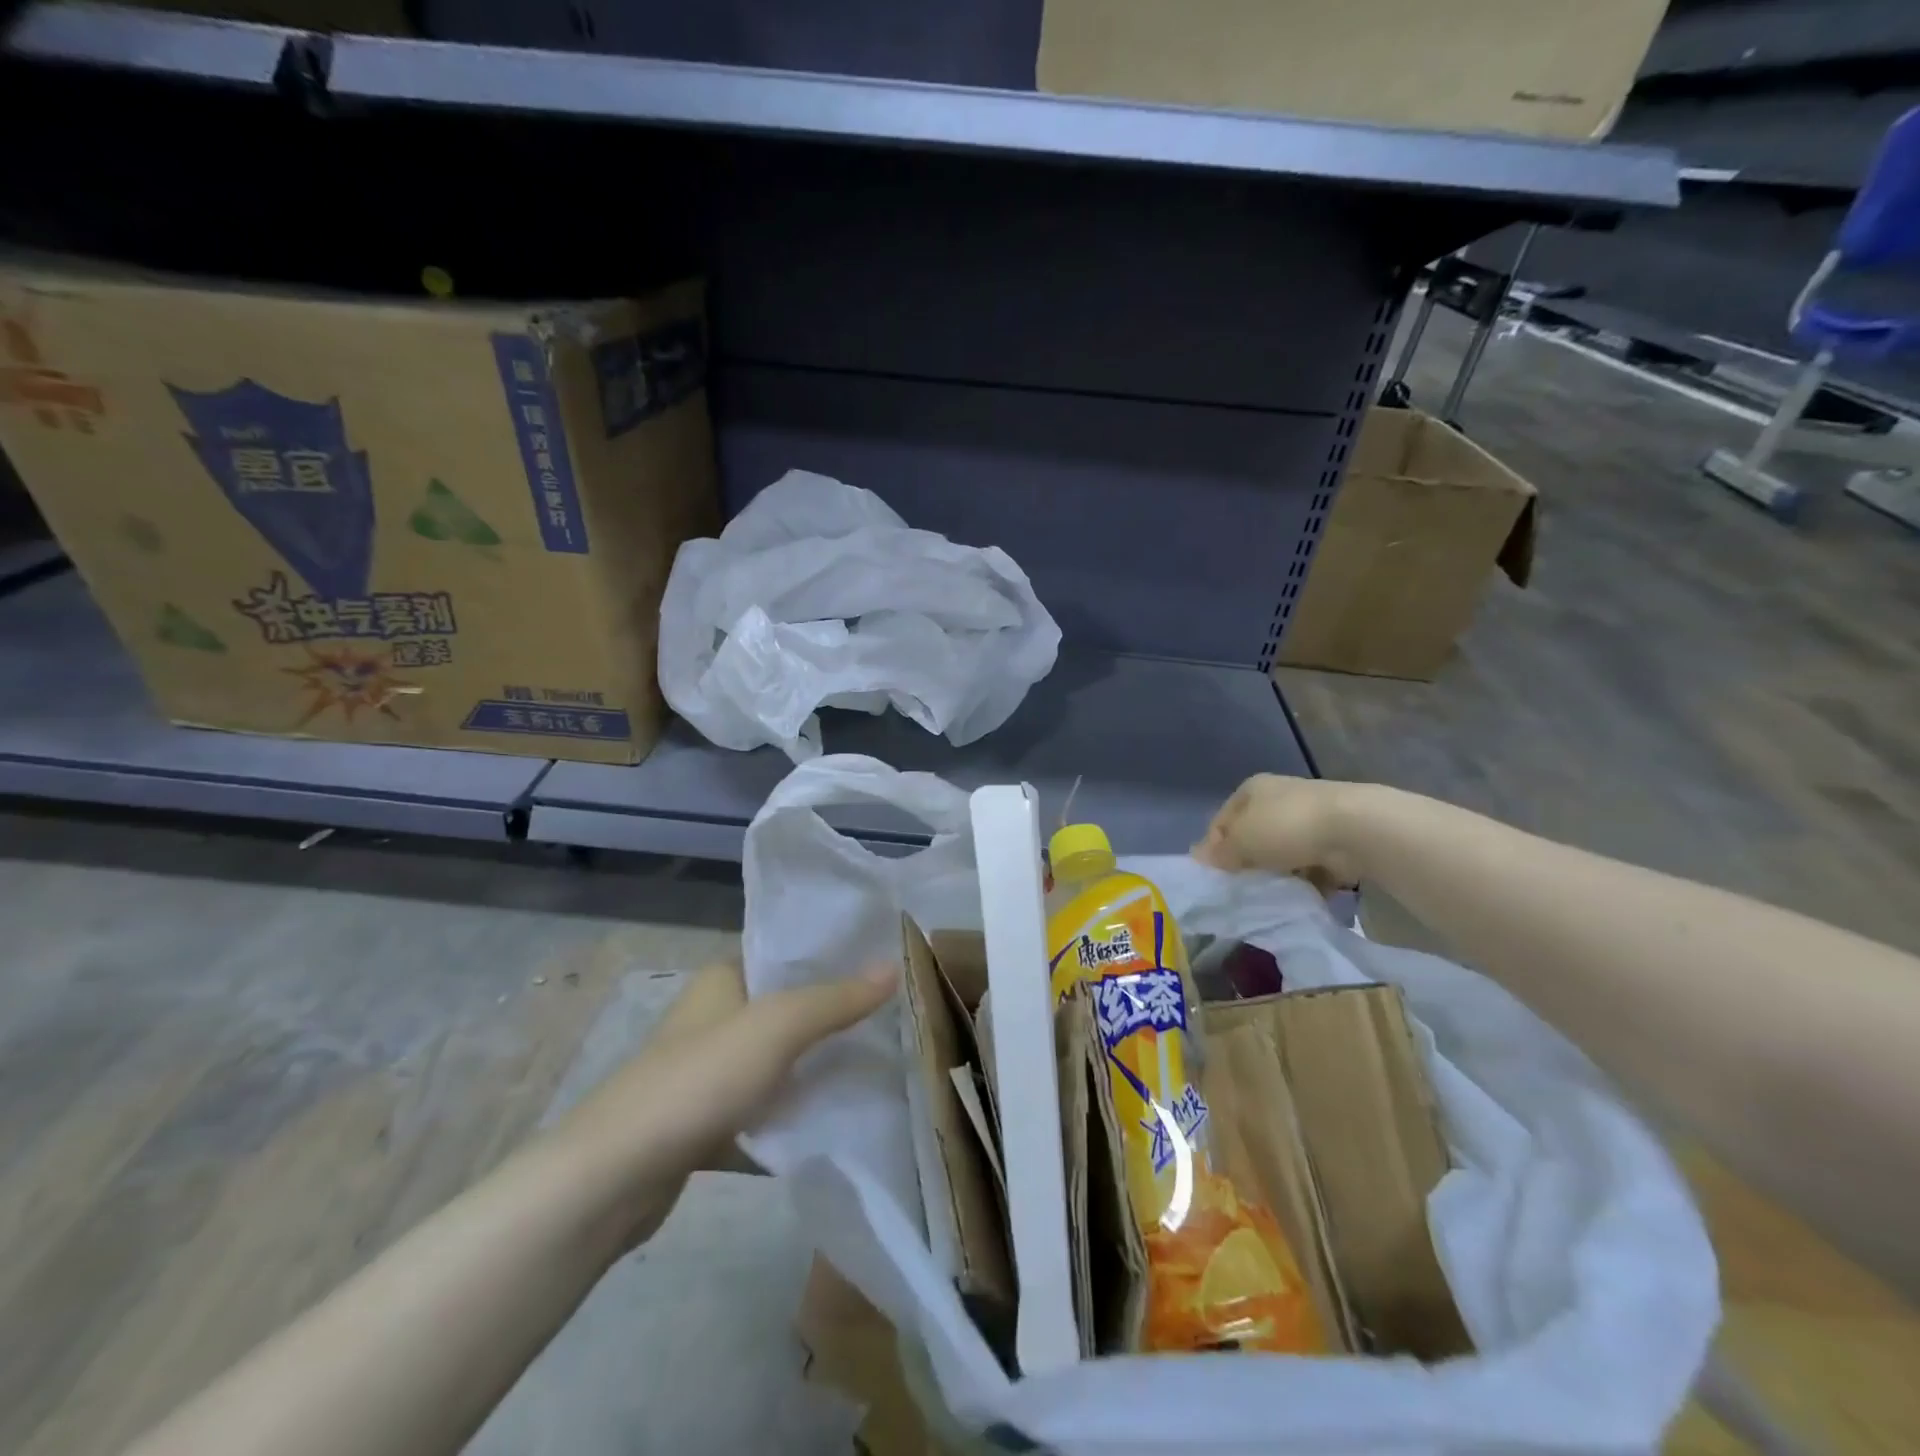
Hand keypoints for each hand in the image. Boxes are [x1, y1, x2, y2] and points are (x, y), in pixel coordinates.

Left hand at [553, 959, 895, 1250]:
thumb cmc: (698, 1080)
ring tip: (876, 1066)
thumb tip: (894, 966)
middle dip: (834, 1015)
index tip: (885, 967)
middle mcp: (713, 1017)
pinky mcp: (703, 1122)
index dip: (834, 958)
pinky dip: (790, 1114)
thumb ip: (836, 999)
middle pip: (786, 1009)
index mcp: (722, 979)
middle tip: (893, 1020)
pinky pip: (761, 1108)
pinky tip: (834, 1122)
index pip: (787, 954)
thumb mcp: (777, 1027)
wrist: (613, 1177)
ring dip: (815, 1067)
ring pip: (776, 1061)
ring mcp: (706, 1073)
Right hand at [1193, 775, 1369, 887]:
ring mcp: (1309, 818)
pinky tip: (1302, 895)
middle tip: (1242, 887)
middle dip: (1248, 862)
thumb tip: (1197, 858)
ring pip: (1282, 852)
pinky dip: (1306, 880)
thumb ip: (1219, 852)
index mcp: (1251, 789)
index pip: (1221, 820)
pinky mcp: (1334, 840)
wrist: (1355, 829)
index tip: (1216, 875)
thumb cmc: (1286, 827)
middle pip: (1253, 836)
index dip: (1214, 847)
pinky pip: (1311, 865)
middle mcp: (1279, 798)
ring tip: (1273, 895)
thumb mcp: (1241, 841)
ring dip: (1278, 873)